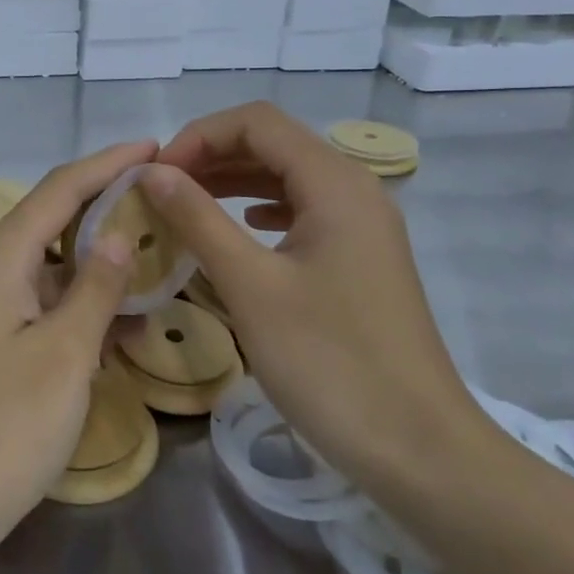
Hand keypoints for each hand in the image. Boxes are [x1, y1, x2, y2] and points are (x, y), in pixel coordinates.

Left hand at [0, 140, 156, 549]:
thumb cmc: (0, 429)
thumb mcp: (64, 354)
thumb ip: (96, 288)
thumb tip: (120, 234)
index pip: (61, 187)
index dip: (109, 163)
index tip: (156, 147)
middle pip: (55, 220)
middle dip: (109, 209)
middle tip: (168, 204)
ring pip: (52, 267)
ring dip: (101, 265)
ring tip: (161, 261)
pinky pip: (42, 305)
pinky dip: (82, 307)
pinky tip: (125, 324)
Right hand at [142, 103, 497, 488]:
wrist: (419, 450)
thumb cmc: (330, 362)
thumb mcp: (252, 286)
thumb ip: (198, 219)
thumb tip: (153, 171)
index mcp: (334, 183)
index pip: (256, 123)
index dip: (199, 136)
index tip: (157, 175)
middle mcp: (355, 190)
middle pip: (274, 143)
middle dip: (212, 155)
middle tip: (161, 189)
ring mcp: (363, 226)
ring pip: (288, 177)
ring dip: (233, 180)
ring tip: (185, 204)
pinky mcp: (361, 259)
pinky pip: (303, 211)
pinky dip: (260, 208)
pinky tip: (241, 228)